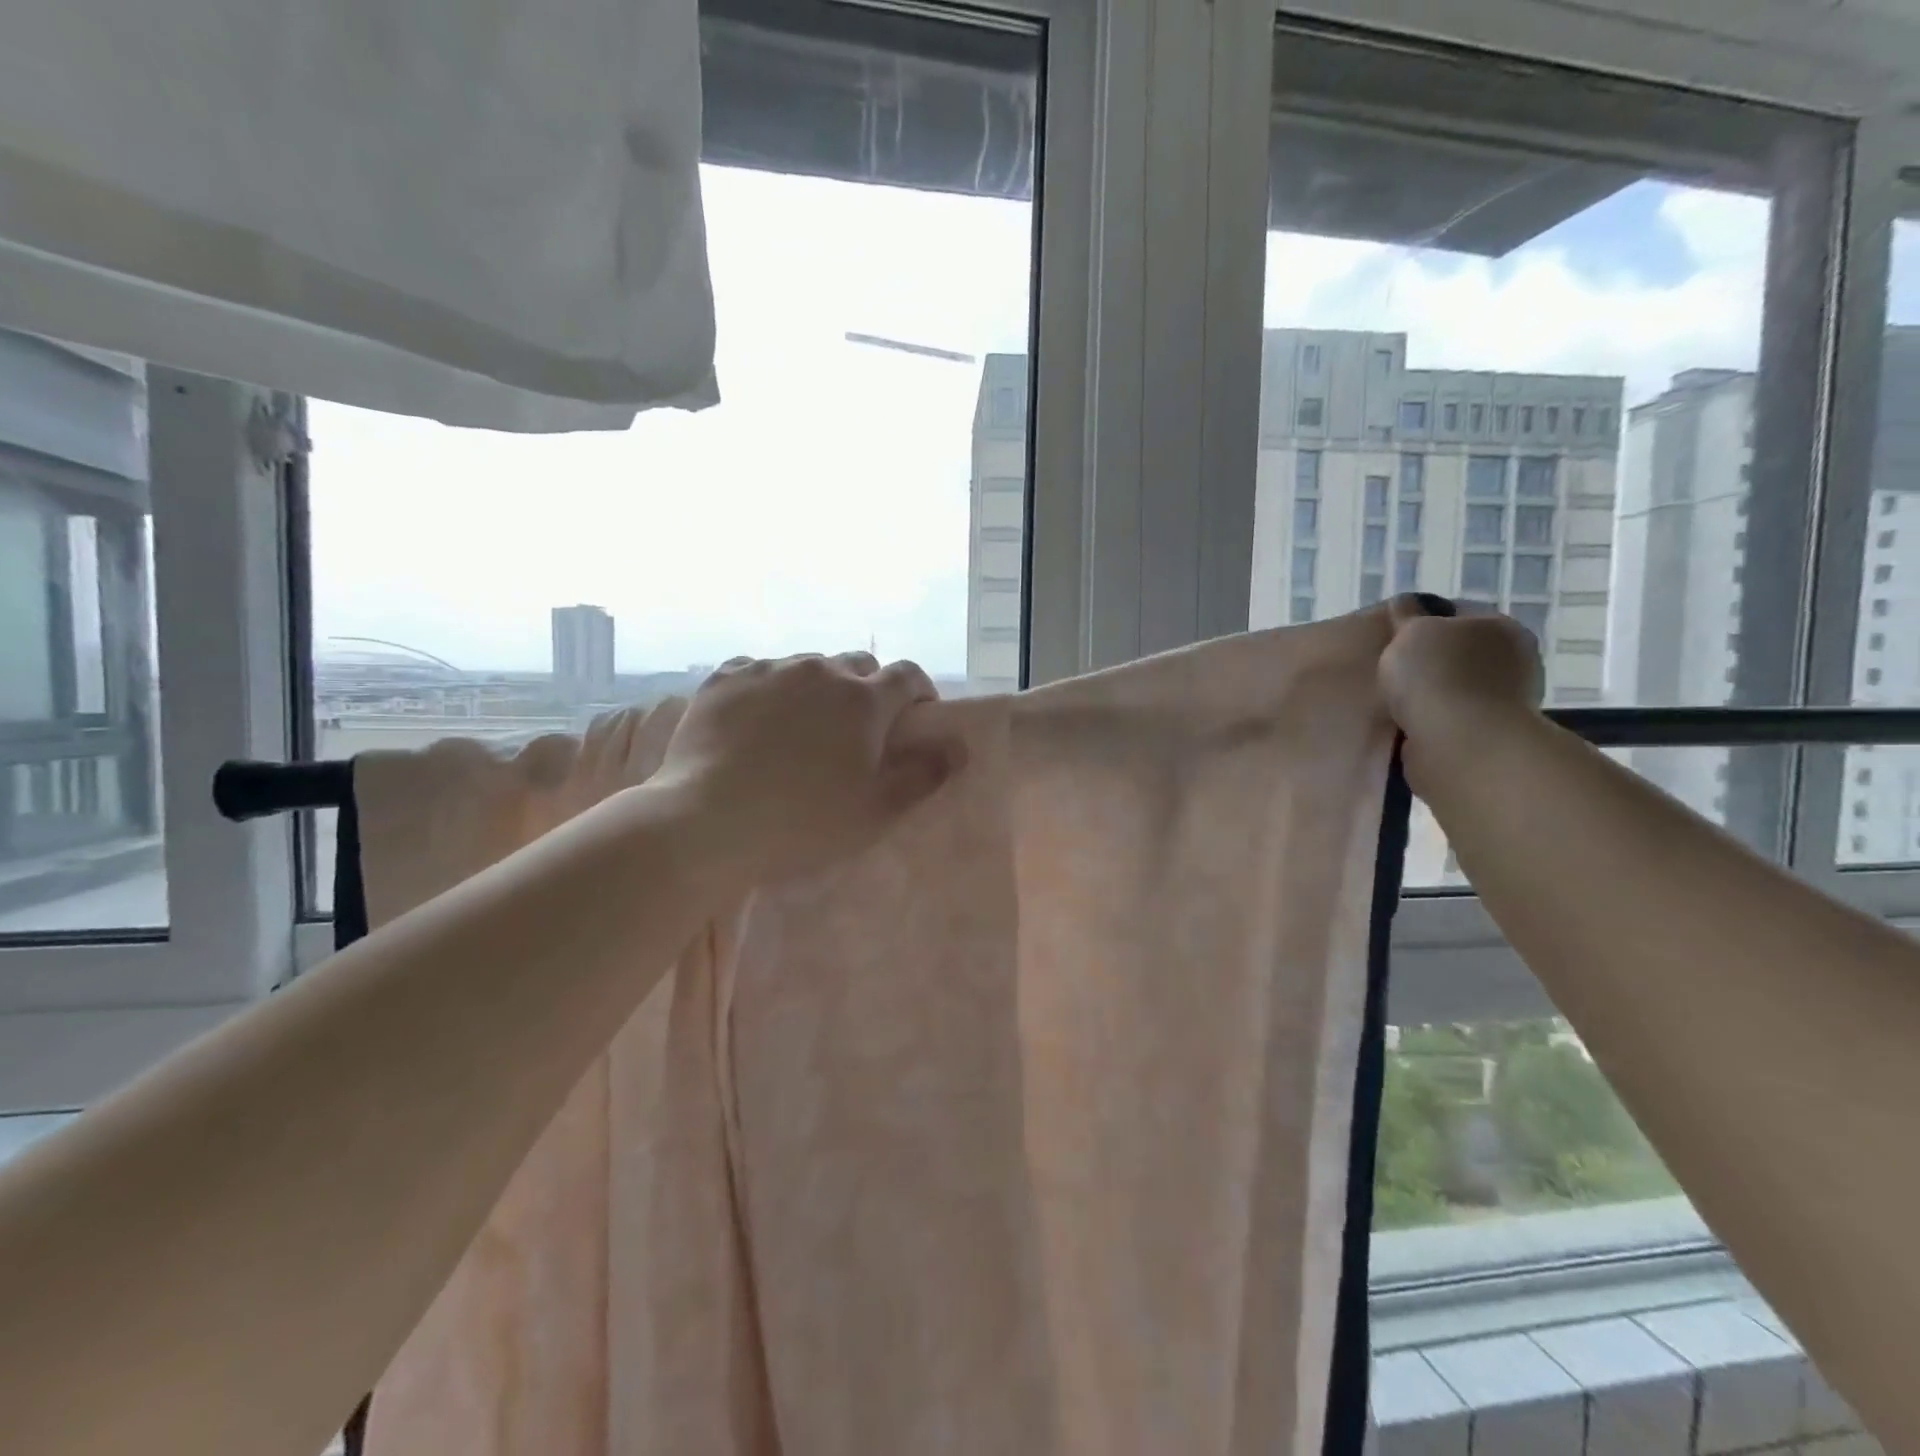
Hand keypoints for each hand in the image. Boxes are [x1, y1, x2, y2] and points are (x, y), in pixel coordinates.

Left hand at [657, 652, 965, 886]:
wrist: (708, 822)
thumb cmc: (804, 823)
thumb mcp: (876, 811)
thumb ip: (923, 774)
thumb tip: (958, 746)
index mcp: (864, 700)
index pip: (908, 675)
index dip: (919, 691)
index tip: (917, 714)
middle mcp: (821, 671)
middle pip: (858, 665)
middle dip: (868, 688)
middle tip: (859, 726)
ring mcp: (770, 670)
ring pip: (808, 666)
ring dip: (817, 687)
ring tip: (803, 724)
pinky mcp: (725, 678)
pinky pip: (759, 669)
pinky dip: (770, 687)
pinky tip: (758, 715)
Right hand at [1379, 595, 1543, 748]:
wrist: (1460, 742)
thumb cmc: (1436, 676)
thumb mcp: (1410, 632)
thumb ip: (1406, 615)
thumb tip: (1406, 604)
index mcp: (1500, 626)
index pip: (1457, 612)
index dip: (1421, 619)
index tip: (1392, 635)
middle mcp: (1514, 658)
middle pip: (1460, 650)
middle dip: (1429, 658)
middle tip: (1391, 667)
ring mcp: (1508, 699)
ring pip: (1458, 685)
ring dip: (1432, 691)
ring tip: (1396, 699)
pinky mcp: (1492, 733)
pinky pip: (1455, 716)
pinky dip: (1435, 717)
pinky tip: (1410, 721)